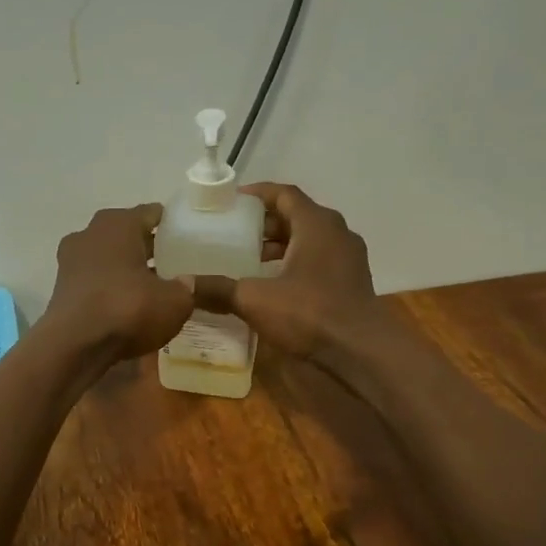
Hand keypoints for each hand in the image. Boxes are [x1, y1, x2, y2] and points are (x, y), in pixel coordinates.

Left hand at [41, 204, 193, 362]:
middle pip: (126, 234)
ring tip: (153, 286)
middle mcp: (89, 233)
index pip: (151, 213)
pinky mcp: (62, 287)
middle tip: (174, 262)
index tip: (188, 237)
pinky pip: (95, 279)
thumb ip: (188, 288)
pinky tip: (127, 304)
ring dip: (127, 267)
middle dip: (148, 246)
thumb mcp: (175, 302)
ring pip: (108, 257)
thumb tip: (189, 283)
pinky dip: (110, 286)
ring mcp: (71, 260)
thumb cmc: (127, 309)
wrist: (74, 345)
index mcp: (117, 223)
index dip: (172, 224)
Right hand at [202, 182, 375, 358]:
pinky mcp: (351, 282)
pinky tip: (272, 283)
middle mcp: (337, 233)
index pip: (284, 193)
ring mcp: (348, 258)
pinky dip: (293, 262)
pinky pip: (317, 259)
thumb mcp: (255, 299)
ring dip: (279, 244)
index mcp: (316, 225)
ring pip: (308, 239)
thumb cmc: (309, 313)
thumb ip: (218, 289)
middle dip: (264, 222)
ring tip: (247, 258)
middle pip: (296, 215)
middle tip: (233, 232)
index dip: (257, 194)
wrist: (361, 352)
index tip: (231, 201)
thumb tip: (183, 285)